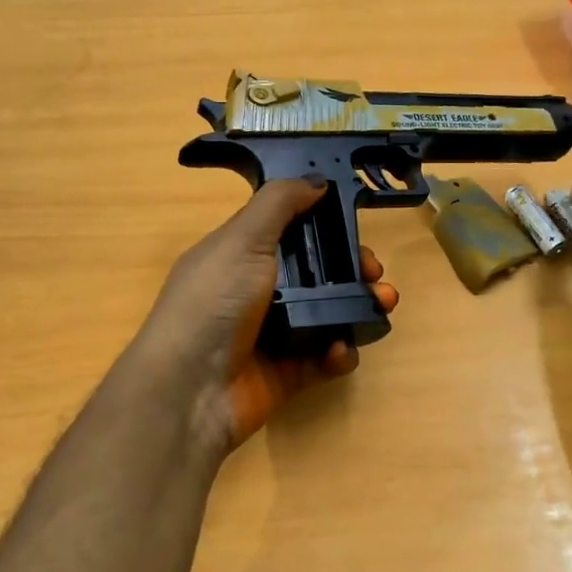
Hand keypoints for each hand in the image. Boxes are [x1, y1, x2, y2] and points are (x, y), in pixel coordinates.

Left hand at [131, 179, 397, 454]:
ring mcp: (274, 334)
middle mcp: (258, 291)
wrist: (190, 390)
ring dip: (360, 308)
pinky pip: (325, 357)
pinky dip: (340, 352)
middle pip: (318, 273)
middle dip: (354, 270)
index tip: (355, 230)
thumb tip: (316, 181)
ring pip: (328, 314)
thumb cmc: (213, 303)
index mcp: (242, 255)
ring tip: (382, 306)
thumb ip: (279, 204)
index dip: (326, 228)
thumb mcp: (242, 240)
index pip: (292, 233)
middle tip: (375, 275)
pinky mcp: (288, 373)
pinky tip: (341, 349)